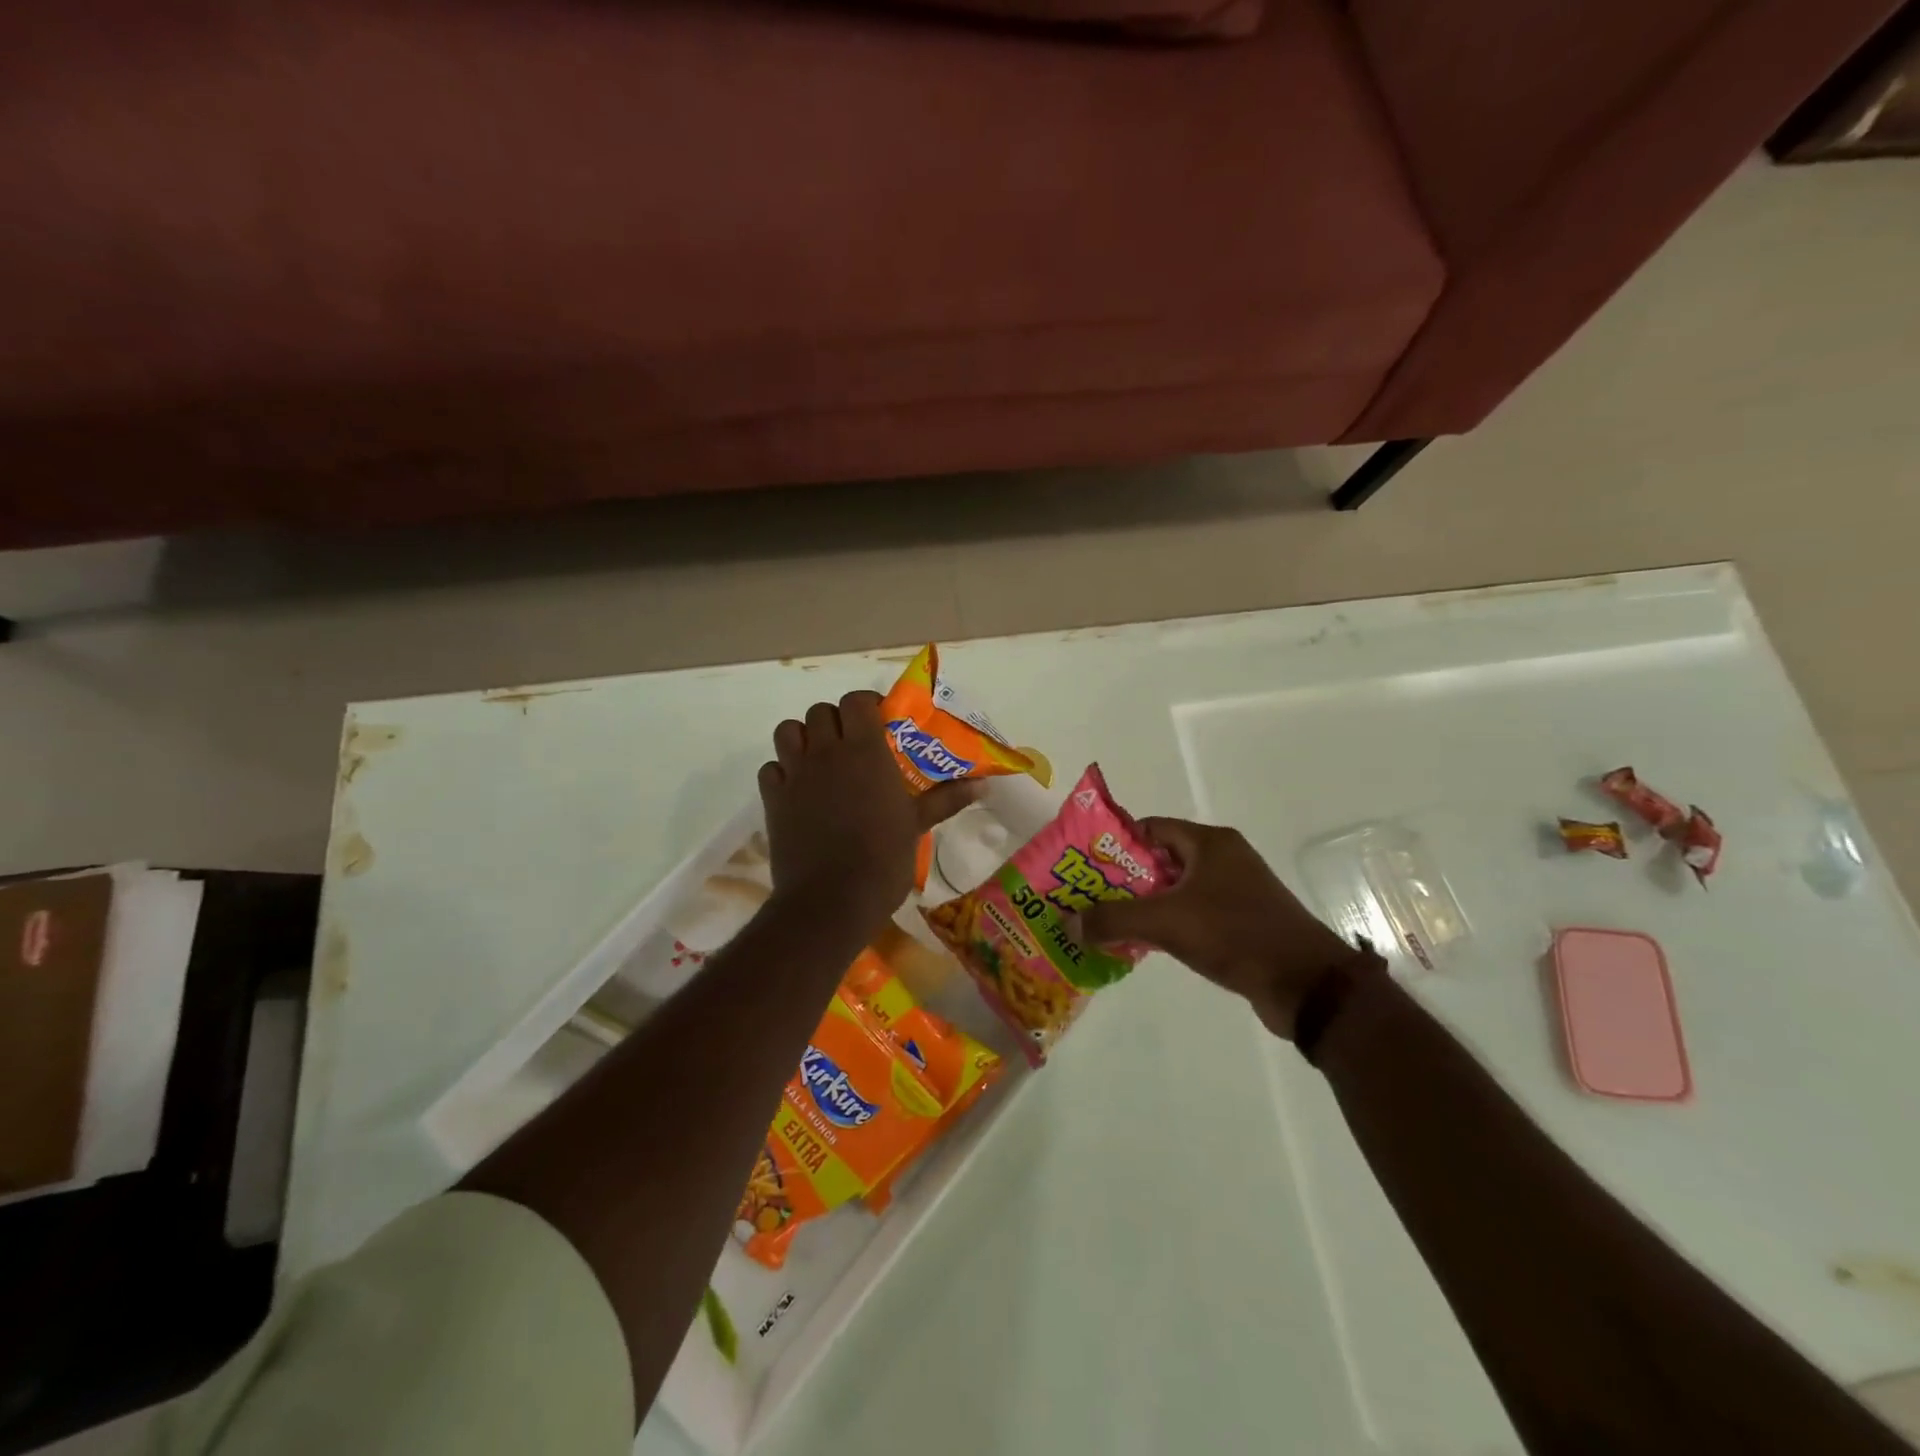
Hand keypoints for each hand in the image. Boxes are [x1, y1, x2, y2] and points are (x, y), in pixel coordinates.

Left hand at [758, 691, 977, 932]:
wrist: (831, 900)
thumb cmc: (882, 859)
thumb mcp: (917, 825)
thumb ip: (946, 799)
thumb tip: (984, 785)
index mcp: (865, 751)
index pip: (857, 701)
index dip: (866, 705)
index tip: (879, 723)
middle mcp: (826, 752)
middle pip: (820, 711)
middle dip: (835, 721)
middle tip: (851, 744)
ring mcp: (795, 774)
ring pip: (788, 731)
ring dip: (803, 738)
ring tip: (820, 760)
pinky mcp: (773, 799)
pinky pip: (771, 768)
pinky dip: (782, 771)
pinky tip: (798, 790)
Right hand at [1078, 818, 1365, 1038]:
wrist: (1307, 985)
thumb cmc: (1235, 935)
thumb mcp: (1166, 922)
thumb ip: (1114, 919)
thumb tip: (1069, 920)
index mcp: (1209, 843)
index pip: (1150, 828)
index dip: (1115, 844)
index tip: (1086, 866)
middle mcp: (1224, 859)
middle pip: (1160, 859)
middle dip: (1124, 879)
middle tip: (1089, 898)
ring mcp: (1236, 891)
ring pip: (1176, 889)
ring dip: (1145, 905)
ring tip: (1108, 923)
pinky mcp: (1242, 922)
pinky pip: (1194, 913)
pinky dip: (1169, 924)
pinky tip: (1145, 944)